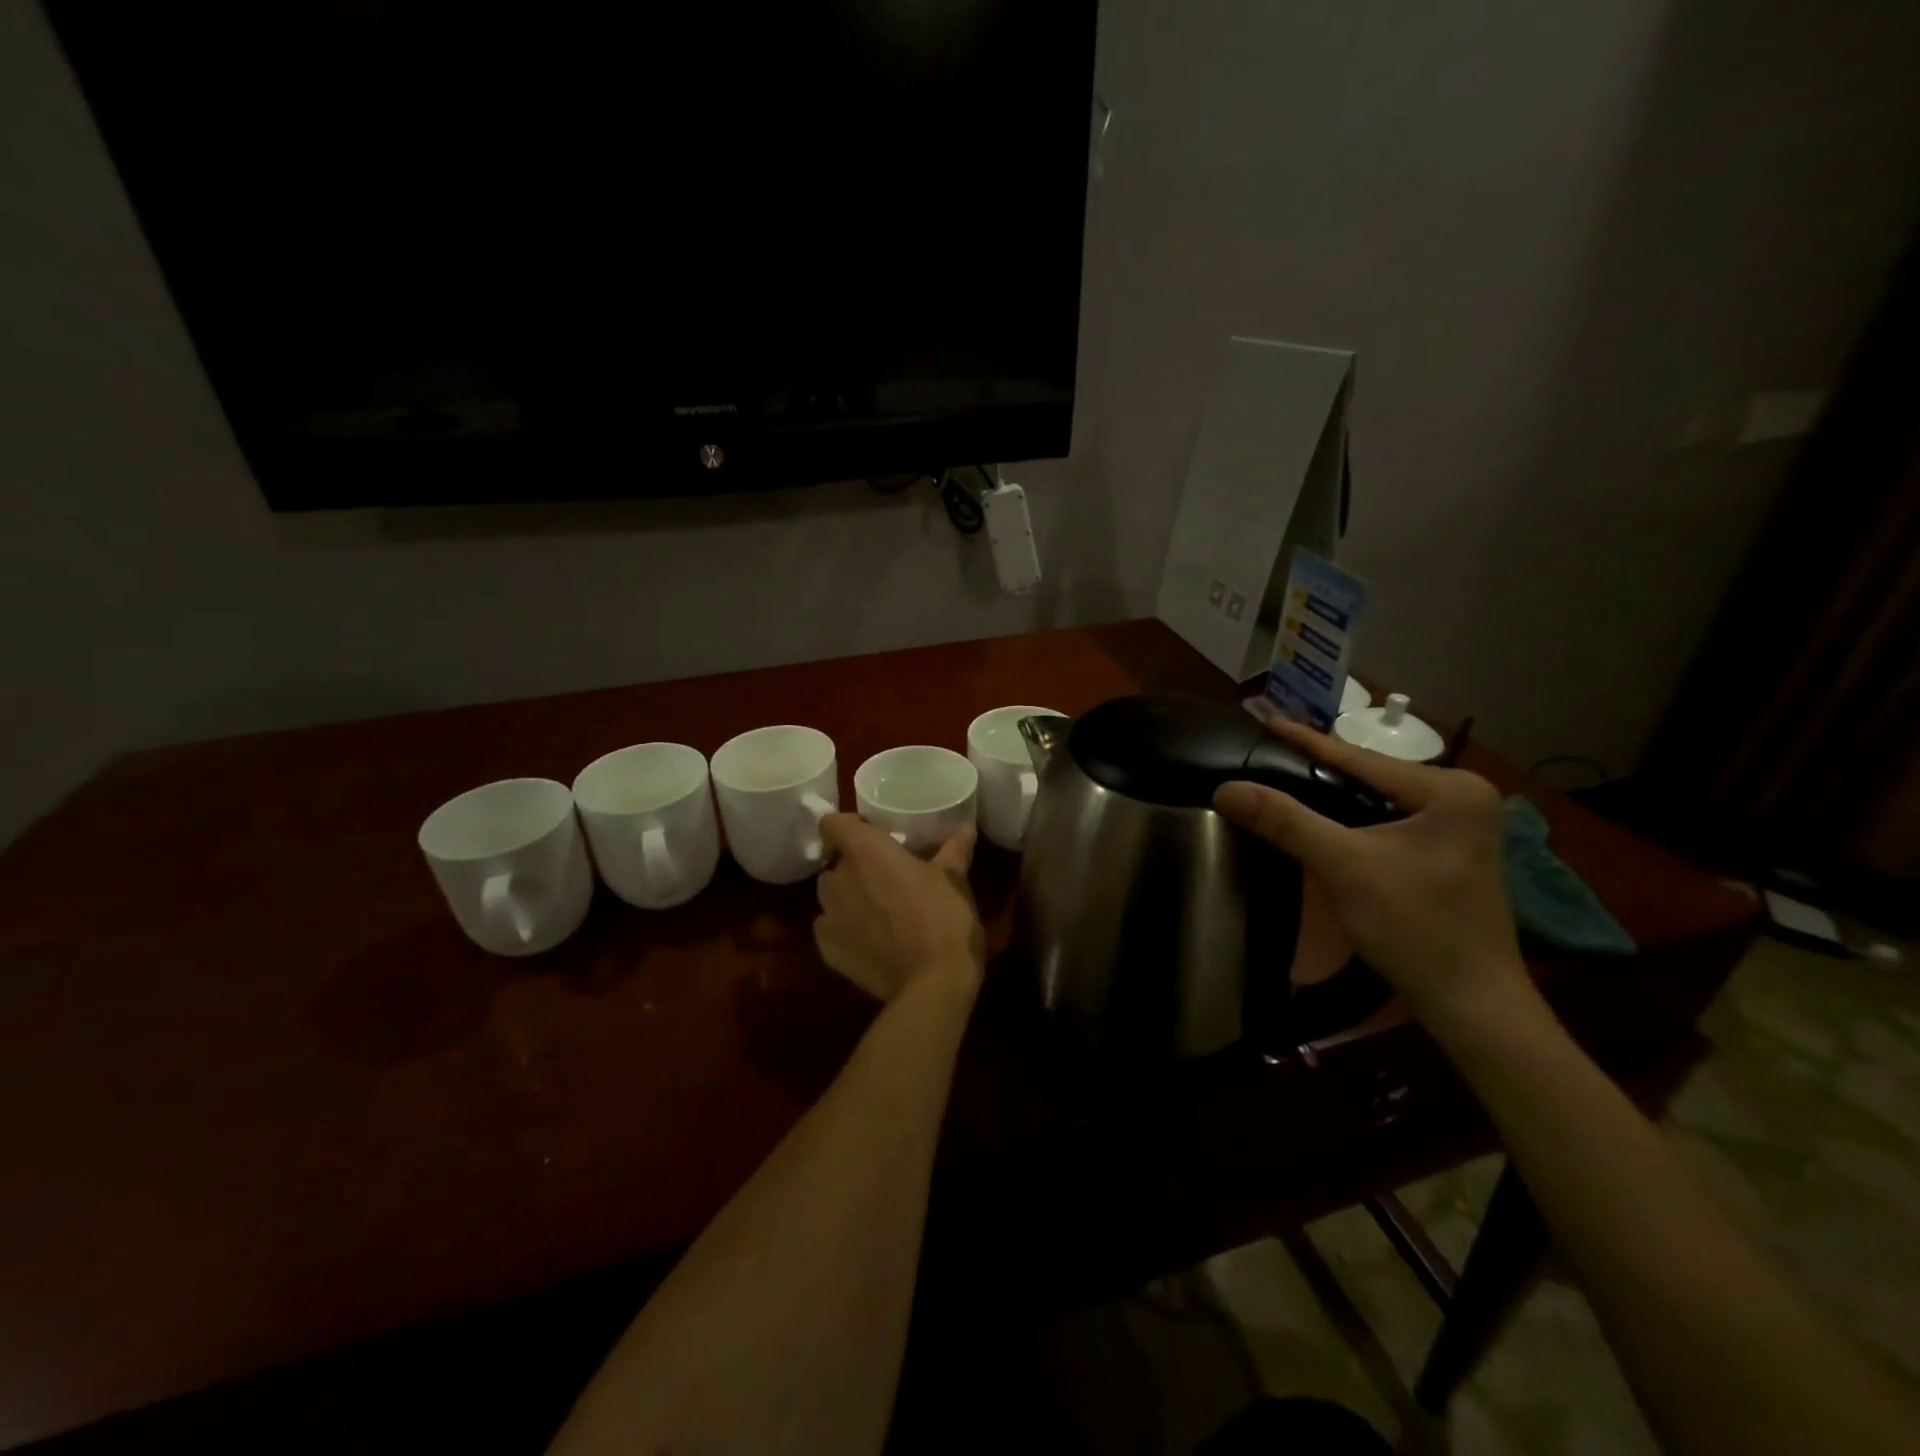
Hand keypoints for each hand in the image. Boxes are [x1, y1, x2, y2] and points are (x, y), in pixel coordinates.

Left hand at [813, 815, 985, 1003]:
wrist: (933, 983)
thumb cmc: (943, 917)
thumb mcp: (953, 879)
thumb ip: (954, 850)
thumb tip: (966, 828)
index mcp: (865, 851)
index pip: (832, 823)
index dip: (847, 826)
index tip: (870, 835)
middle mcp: (838, 878)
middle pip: (835, 863)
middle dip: (855, 867)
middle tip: (885, 877)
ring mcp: (828, 916)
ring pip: (830, 896)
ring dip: (847, 897)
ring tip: (876, 910)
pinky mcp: (827, 950)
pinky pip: (829, 928)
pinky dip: (844, 929)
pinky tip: (869, 940)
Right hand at [1213, 720, 1530, 1031]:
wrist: (1471, 1003)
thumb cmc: (1415, 927)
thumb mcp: (1344, 866)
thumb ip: (1286, 821)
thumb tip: (1226, 788)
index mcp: (1451, 790)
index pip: (1361, 758)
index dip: (1307, 741)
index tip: (1266, 720)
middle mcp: (1463, 797)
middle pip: (1371, 776)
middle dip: (1318, 766)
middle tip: (1269, 750)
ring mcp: (1460, 826)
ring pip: (1377, 799)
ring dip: (1332, 793)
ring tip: (1284, 775)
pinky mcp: (1449, 852)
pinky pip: (1388, 820)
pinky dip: (1351, 818)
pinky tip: (1320, 816)